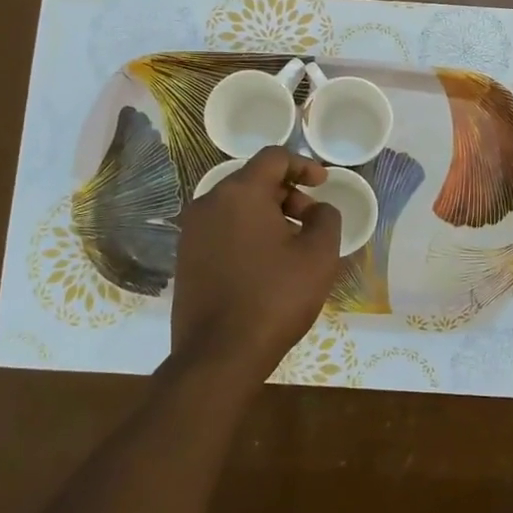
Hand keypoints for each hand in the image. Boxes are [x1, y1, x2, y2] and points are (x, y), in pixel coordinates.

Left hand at [171, 146, 343, 386]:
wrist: (219, 354)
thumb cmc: (275, 297)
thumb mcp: (318, 255)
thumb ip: (326, 218)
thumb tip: (317, 210)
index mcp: (240, 193)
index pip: (274, 158)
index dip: (304, 165)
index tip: (323, 184)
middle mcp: (209, 203)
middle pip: (253, 181)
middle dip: (287, 193)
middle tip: (311, 220)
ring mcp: (192, 231)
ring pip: (237, 206)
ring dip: (267, 214)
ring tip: (291, 245)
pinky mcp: (185, 257)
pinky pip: (222, 229)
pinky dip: (247, 233)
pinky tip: (265, 263)